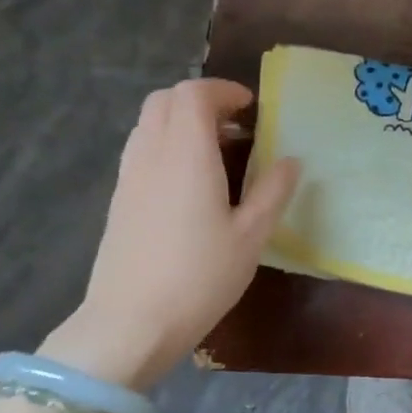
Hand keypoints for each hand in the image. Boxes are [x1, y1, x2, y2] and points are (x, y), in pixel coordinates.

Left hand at [39, 79, 298, 390]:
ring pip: (149, 123)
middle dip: (201, 100)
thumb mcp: (252, 236)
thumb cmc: (201, 277)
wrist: (132, 322)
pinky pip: (141, 149)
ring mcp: (129, 176)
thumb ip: (273, 192)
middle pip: (165, 100)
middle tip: (236, 125)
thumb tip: (291, 161)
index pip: (194, 95)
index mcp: (187, 155)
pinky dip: (167, 144)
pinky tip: (191, 182)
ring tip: (217, 151)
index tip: (252, 107)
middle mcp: (151, 154)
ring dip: (181, 122)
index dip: (223, 91)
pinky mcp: (120, 199)